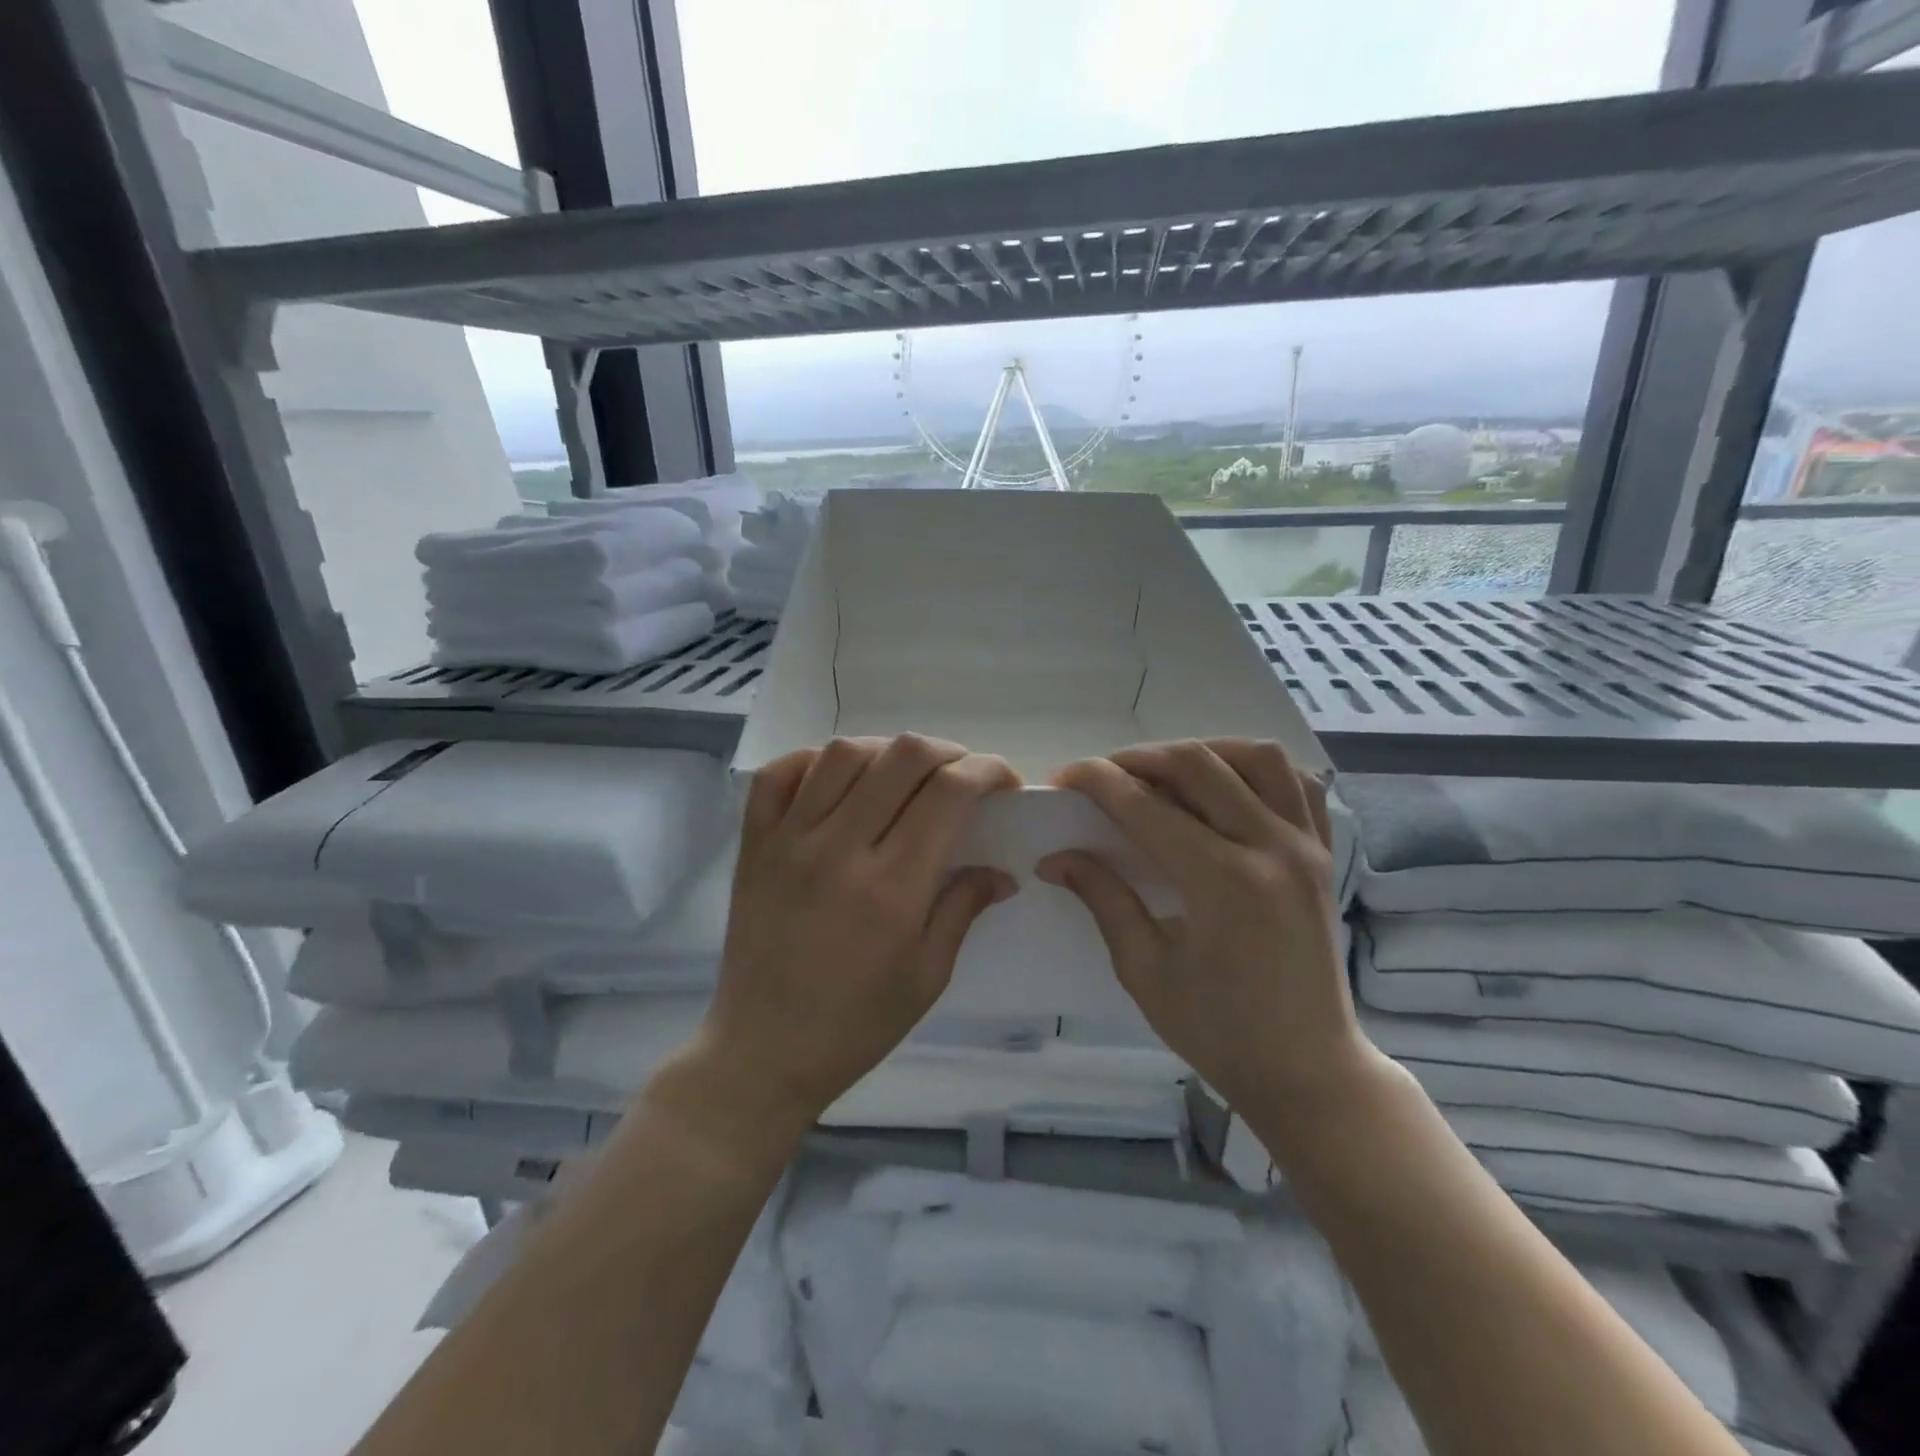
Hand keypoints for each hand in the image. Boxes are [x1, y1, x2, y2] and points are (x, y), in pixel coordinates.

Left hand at [667, 735, 1018, 1146]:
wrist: (763, 1052)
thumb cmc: (856, 1024)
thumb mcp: (927, 976)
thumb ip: (963, 909)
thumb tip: (1002, 871)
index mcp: (892, 886)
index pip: (949, 792)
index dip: (987, 771)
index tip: (1004, 782)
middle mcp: (839, 848)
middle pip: (902, 756)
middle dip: (948, 752)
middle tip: (962, 775)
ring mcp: (789, 840)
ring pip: (844, 753)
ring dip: (887, 751)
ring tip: (904, 774)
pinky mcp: (754, 844)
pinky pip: (779, 775)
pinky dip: (813, 760)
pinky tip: (838, 779)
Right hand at [1038, 739, 1366, 1113]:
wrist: (1308, 1070)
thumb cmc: (1218, 1031)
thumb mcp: (1145, 970)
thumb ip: (1104, 899)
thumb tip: (1055, 857)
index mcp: (1221, 882)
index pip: (1145, 805)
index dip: (1096, 782)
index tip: (1062, 778)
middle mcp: (1270, 847)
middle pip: (1197, 764)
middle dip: (1138, 759)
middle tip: (1103, 777)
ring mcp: (1306, 846)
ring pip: (1256, 758)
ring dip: (1202, 752)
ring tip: (1165, 774)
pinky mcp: (1324, 854)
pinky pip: (1298, 784)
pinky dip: (1258, 770)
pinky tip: (1227, 788)